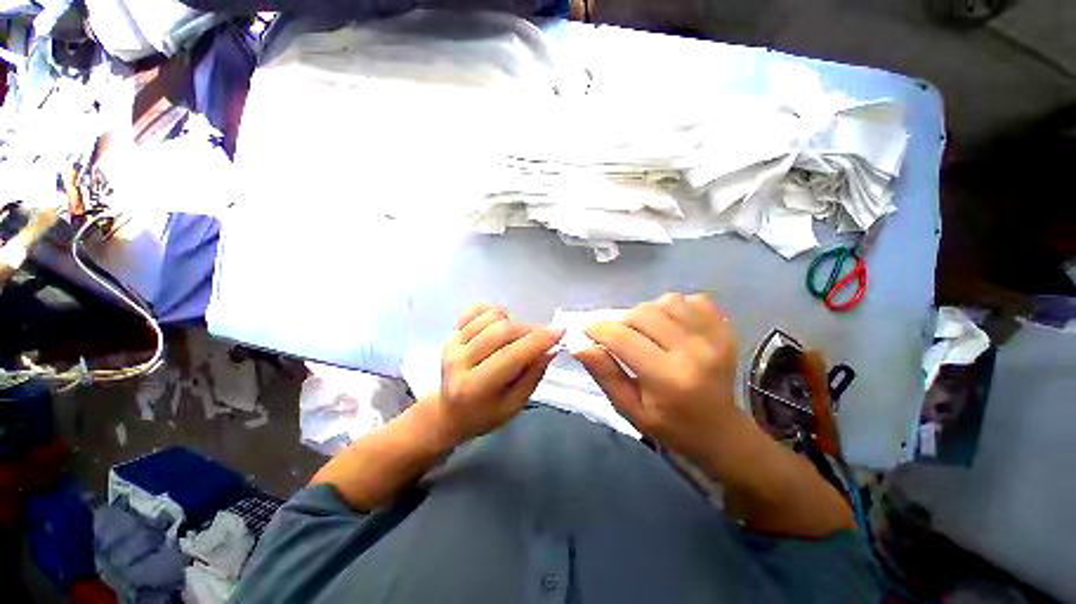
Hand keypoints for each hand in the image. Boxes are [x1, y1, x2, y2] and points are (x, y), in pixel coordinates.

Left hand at [430, 303, 563, 445]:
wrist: (449, 412)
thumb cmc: (485, 414)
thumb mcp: (515, 405)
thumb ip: (533, 375)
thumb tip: (551, 347)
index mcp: (474, 387)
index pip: (510, 356)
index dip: (538, 340)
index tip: (560, 331)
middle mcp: (458, 362)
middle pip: (501, 331)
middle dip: (529, 330)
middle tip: (541, 339)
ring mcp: (452, 344)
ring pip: (491, 317)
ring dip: (513, 322)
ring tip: (517, 337)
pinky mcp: (451, 333)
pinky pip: (477, 309)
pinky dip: (495, 312)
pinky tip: (500, 325)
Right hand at [574, 293, 739, 461]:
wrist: (721, 432)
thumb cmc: (670, 426)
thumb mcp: (629, 409)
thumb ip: (605, 375)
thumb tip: (579, 346)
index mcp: (668, 377)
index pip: (622, 338)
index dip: (598, 329)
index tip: (587, 330)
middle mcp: (693, 351)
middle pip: (642, 314)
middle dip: (621, 321)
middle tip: (619, 337)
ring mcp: (714, 337)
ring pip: (666, 301)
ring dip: (647, 312)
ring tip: (646, 331)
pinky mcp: (724, 329)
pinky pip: (692, 300)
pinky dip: (675, 307)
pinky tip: (671, 326)